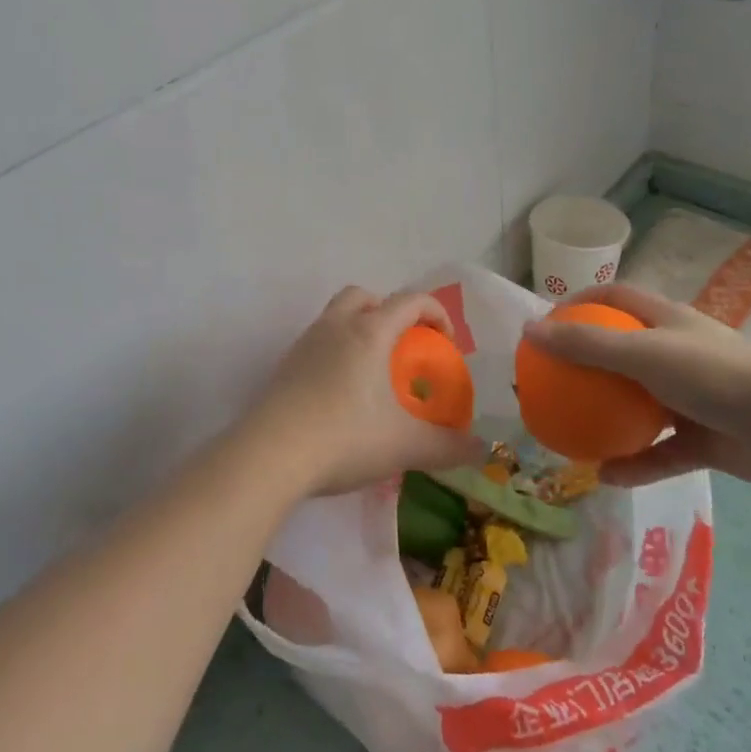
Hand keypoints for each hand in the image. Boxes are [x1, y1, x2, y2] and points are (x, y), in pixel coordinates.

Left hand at [241, 287, 484, 496]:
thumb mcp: (404, 446)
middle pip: (365, 297)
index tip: (446, 343)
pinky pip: (317, 343)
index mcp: (369, 331)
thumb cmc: (345, 438)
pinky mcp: (284, 366)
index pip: (410, 300)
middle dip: (389, 312)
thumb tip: (480, 450)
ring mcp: (305, 344)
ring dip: (359, 330)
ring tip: (373, 372)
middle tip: (402, 346)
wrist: (270, 455)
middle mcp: (336, 326)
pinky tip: (341, 394)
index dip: (435, 313)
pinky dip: (335, 353)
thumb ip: (447, 446)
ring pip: (336, 316)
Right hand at [520, 284, 750, 487]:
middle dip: (587, 367)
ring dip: (608, 419)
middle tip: (551, 383)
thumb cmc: (714, 374)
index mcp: (665, 321)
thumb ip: (585, 344)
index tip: (548, 323)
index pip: (615, 298)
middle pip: (622, 352)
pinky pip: (660, 452)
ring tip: (570, 432)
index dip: (580, 303)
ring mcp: (691, 398)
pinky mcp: (704, 439)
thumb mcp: (642, 353)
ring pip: (638, 406)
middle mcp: (676, 354)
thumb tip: (528, 330)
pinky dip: (635, 463)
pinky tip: (605, 477)